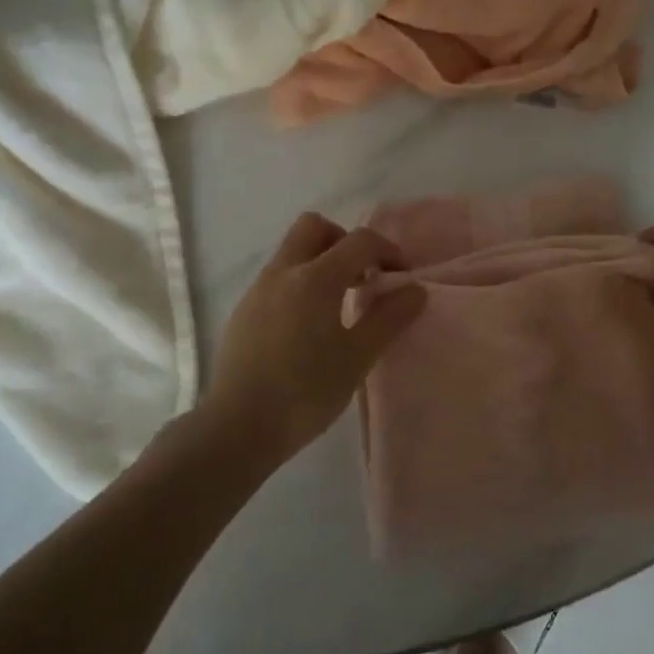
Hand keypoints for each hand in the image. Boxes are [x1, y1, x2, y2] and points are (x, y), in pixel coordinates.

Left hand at [201, 213, 425, 462]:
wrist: (238, 427)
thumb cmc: (305, 391)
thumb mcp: (357, 357)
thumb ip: (389, 318)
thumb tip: (415, 289)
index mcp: (316, 277)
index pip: (359, 240)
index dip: (387, 250)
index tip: (400, 277)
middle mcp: (283, 271)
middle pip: (314, 227)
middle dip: (344, 241)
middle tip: (361, 277)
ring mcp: (258, 289)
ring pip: (292, 252)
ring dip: (320, 263)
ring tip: (338, 307)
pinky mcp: (243, 311)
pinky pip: (277, 279)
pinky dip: (299, 285)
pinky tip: (307, 328)